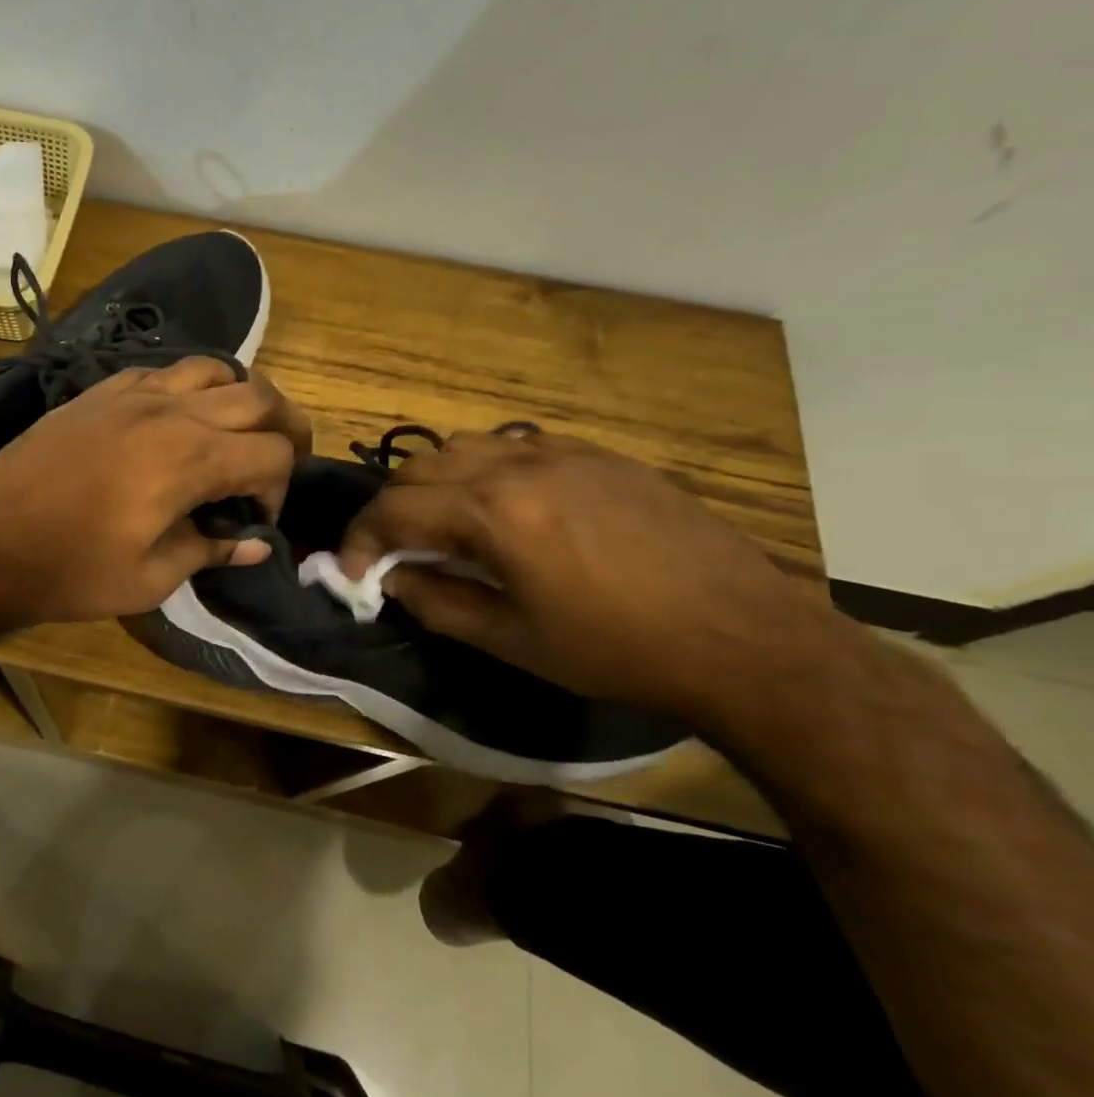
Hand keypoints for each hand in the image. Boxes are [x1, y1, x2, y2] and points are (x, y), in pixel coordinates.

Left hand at [0, 357, 310, 626]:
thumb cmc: (69, 570)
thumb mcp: (150, 578)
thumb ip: (210, 551)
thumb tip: (256, 544)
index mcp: (191, 457)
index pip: (272, 454)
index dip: (280, 489)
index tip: (257, 522)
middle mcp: (170, 411)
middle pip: (258, 396)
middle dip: (285, 428)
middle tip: (280, 462)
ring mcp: (131, 393)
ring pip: (213, 368)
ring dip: (239, 397)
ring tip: (234, 434)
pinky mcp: (98, 392)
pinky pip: (162, 371)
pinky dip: (188, 388)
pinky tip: (175, 420)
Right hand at [338, 430, 848, 722]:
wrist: (744, 637)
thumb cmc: (617, 649)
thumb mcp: (512, 640)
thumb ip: (435, 603)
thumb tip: (389, 580)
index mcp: (493, 512)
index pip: (393, 509)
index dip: (359, 540)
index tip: (352, 573)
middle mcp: (519, 464)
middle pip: (419, 467)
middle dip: (391, 509)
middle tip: (393, 552)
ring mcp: (563, 453)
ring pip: (465, 447)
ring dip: (435, 483)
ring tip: (444, 525)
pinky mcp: (600, 456)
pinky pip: (516, 447)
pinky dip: (485, 471)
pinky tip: (506, 509)